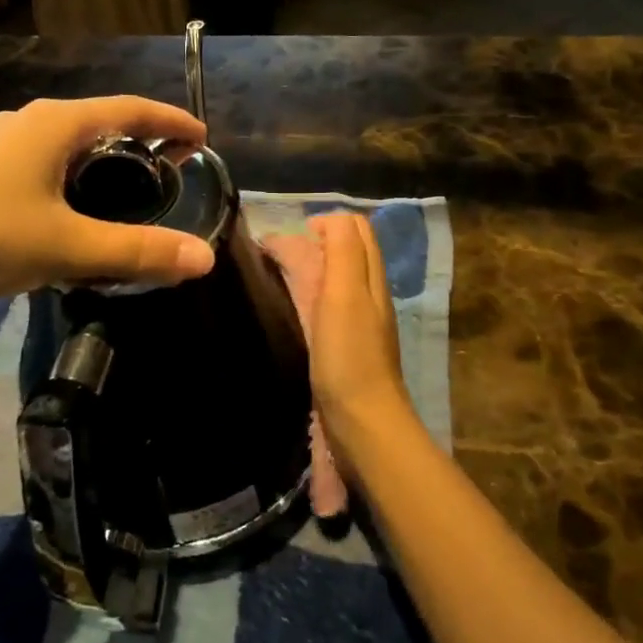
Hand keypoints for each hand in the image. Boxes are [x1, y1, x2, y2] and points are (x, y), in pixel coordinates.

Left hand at [0, 97, 213, 302]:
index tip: (201, 136)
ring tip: (125, 196)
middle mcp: (28, 122)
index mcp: (55, 124)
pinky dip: (71, 180)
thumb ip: (137, 251)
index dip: (170, 120)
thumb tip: (203, 258)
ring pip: (67, 146)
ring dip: (102, 165)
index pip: (130, 109)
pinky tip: (69, 215)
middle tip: (169, 174)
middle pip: (99, 124)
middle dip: (139, 145)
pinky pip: (42, 164)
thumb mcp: (67, 247)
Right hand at [264, 212, 418, 484]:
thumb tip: (327, 219)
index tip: (289, 237)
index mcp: (370, 278)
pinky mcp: (342, 347)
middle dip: (312, 243)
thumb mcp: (346, 293)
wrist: (362, 423)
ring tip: (272, 277)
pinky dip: (304, 297)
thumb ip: (342, 250)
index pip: (355, 229)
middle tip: (273, 255)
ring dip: (306, 270)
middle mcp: (366, 295)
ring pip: (332, 279)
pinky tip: (285, 310)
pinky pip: (323, 308)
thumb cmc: (350, 355)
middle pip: (344, 252)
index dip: (324, 223)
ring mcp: (356, 323)